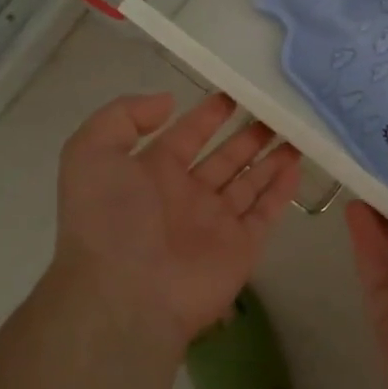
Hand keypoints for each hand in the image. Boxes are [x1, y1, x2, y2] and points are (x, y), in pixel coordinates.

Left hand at [53, 91, 301, 351]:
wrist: (125, 294)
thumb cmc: (109, 219)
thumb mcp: (91, 152)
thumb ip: (124, 116)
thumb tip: (168, 102)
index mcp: (152, 173)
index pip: (187, 136)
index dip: (208, 115)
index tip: (234, 94)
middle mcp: (186, 196)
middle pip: (224, 157)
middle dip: (248, 134)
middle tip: (276, 110)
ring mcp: (215, 223)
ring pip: (249, 182)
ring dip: (270, 157)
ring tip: (296, 131)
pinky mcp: (241, 247)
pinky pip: (266, 212)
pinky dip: (282, 190)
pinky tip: (297, 165)